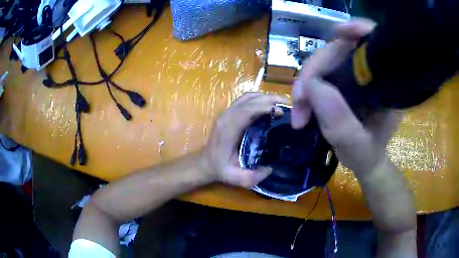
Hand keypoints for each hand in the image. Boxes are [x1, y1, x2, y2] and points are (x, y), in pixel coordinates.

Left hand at [202, 92, 289, 187]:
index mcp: (228, 128)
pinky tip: (269, 105)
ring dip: (265, 97)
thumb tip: (270, 168)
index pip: (248, 109)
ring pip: (248, 96)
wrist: (205, 162)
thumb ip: (252, 177)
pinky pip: (245, 100)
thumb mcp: (234, 177)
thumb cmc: (220, 168)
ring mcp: (226, 112)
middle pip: (250, 99)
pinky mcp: (228, 112)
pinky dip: (259, 99)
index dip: (266, 107)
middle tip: (287, 104)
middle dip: (270, 99)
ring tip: (281, 103)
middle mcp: (227, 116)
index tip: (282, 112)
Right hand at [291, 19, 399, 173]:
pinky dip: (307, 86)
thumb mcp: (356, 147)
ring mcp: (354, 74)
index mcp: (385, 85)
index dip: (358, 30)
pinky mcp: (342, 79)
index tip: (339, 32)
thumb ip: (340, 122)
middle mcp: (370, 73)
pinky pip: (321, 72)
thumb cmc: (367, 155)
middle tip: (300, 103)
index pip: (374, 44)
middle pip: (340, 50)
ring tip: (299, 112)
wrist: (365, 161)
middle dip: (314, 72)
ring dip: (306, 83)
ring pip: (325, 61)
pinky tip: (303, 104)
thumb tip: (312, 86)